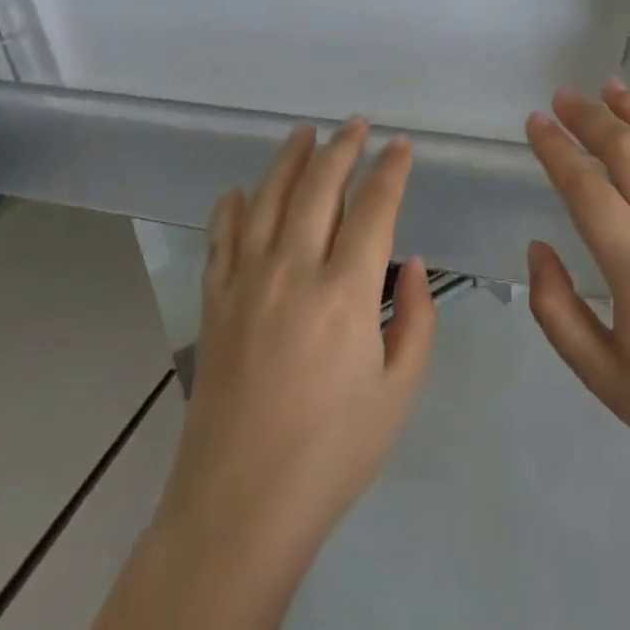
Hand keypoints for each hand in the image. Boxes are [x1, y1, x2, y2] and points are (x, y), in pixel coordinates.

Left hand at [156, 120, 436, 568]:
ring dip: (288, 160)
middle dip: (342, 148)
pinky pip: (221, 239)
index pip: (374, 208)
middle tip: (356, 124)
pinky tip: (240, 191)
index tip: (401, 146)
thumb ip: (415, 319)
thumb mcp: (399, 391)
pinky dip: (231, 207)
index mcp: (346, 293)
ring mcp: (246, 283)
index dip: (390, 170)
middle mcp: (293, 271)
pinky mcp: (214, 303)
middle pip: (319, 187)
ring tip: (303, 133)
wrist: (241, 505)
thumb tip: (409, 262)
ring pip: (267, 200)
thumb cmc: (334, 453)